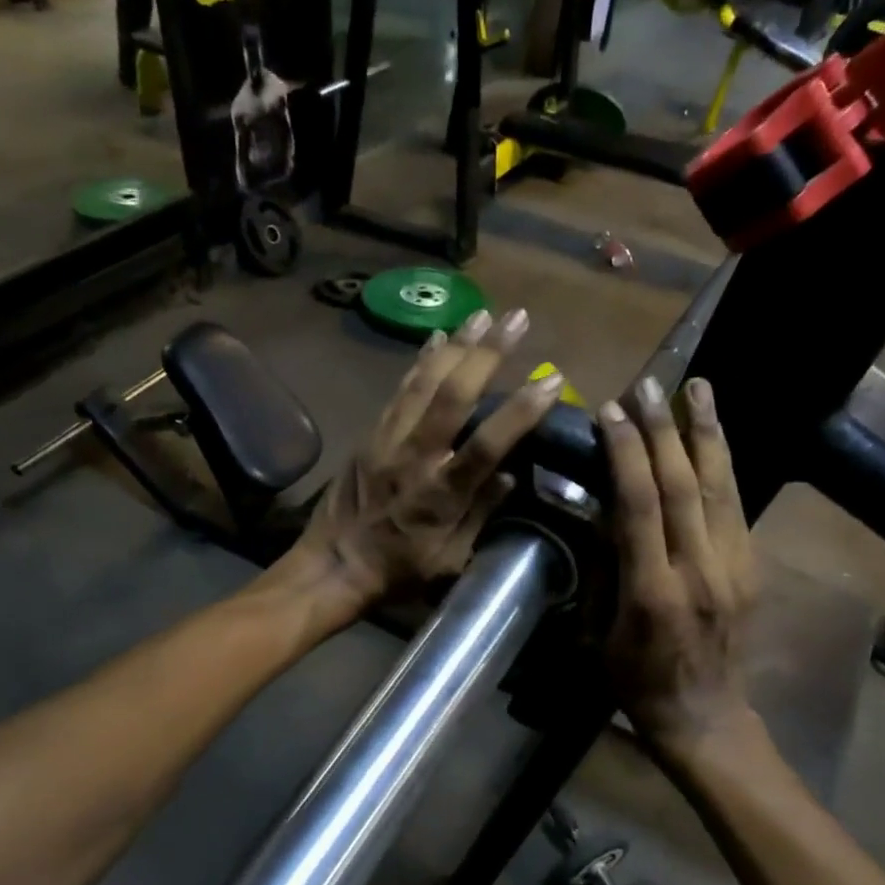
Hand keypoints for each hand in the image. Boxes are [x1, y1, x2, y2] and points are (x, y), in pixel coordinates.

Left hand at [285, 308, 567, 616]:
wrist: (332, 566)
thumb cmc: (398, 572)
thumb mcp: (450, 562)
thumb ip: (480, 516)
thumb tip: (509, 474)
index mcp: (441, 494)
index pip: (487, 444)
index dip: (521, 410)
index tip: (552, 380)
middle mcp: (415, 457)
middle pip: (453, 394)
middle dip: (489, 353)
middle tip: (518, 318)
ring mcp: (388, 440)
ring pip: (423, 381)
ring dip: (456, 344)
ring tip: (483, 313)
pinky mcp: (370, 434)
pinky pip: (399, 389)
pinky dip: (420, 360)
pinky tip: (436, 337)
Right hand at [601, 375, 760, 758]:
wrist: (704, 716)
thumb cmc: (635, 680)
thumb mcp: (598, 633)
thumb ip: (602, 568)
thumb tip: (602, 510)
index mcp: (654, 592)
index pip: (641, 507)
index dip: (626, 454)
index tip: (610, 412)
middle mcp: (701, 571)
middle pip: (685, 486)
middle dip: (664, 430)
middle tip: (648, 384)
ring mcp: (734, 567)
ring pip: (723, 487)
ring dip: (707, 433)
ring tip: (698, 387)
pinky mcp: (752, 568)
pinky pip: (736, 505)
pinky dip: (723, 463)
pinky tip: (713, 435)